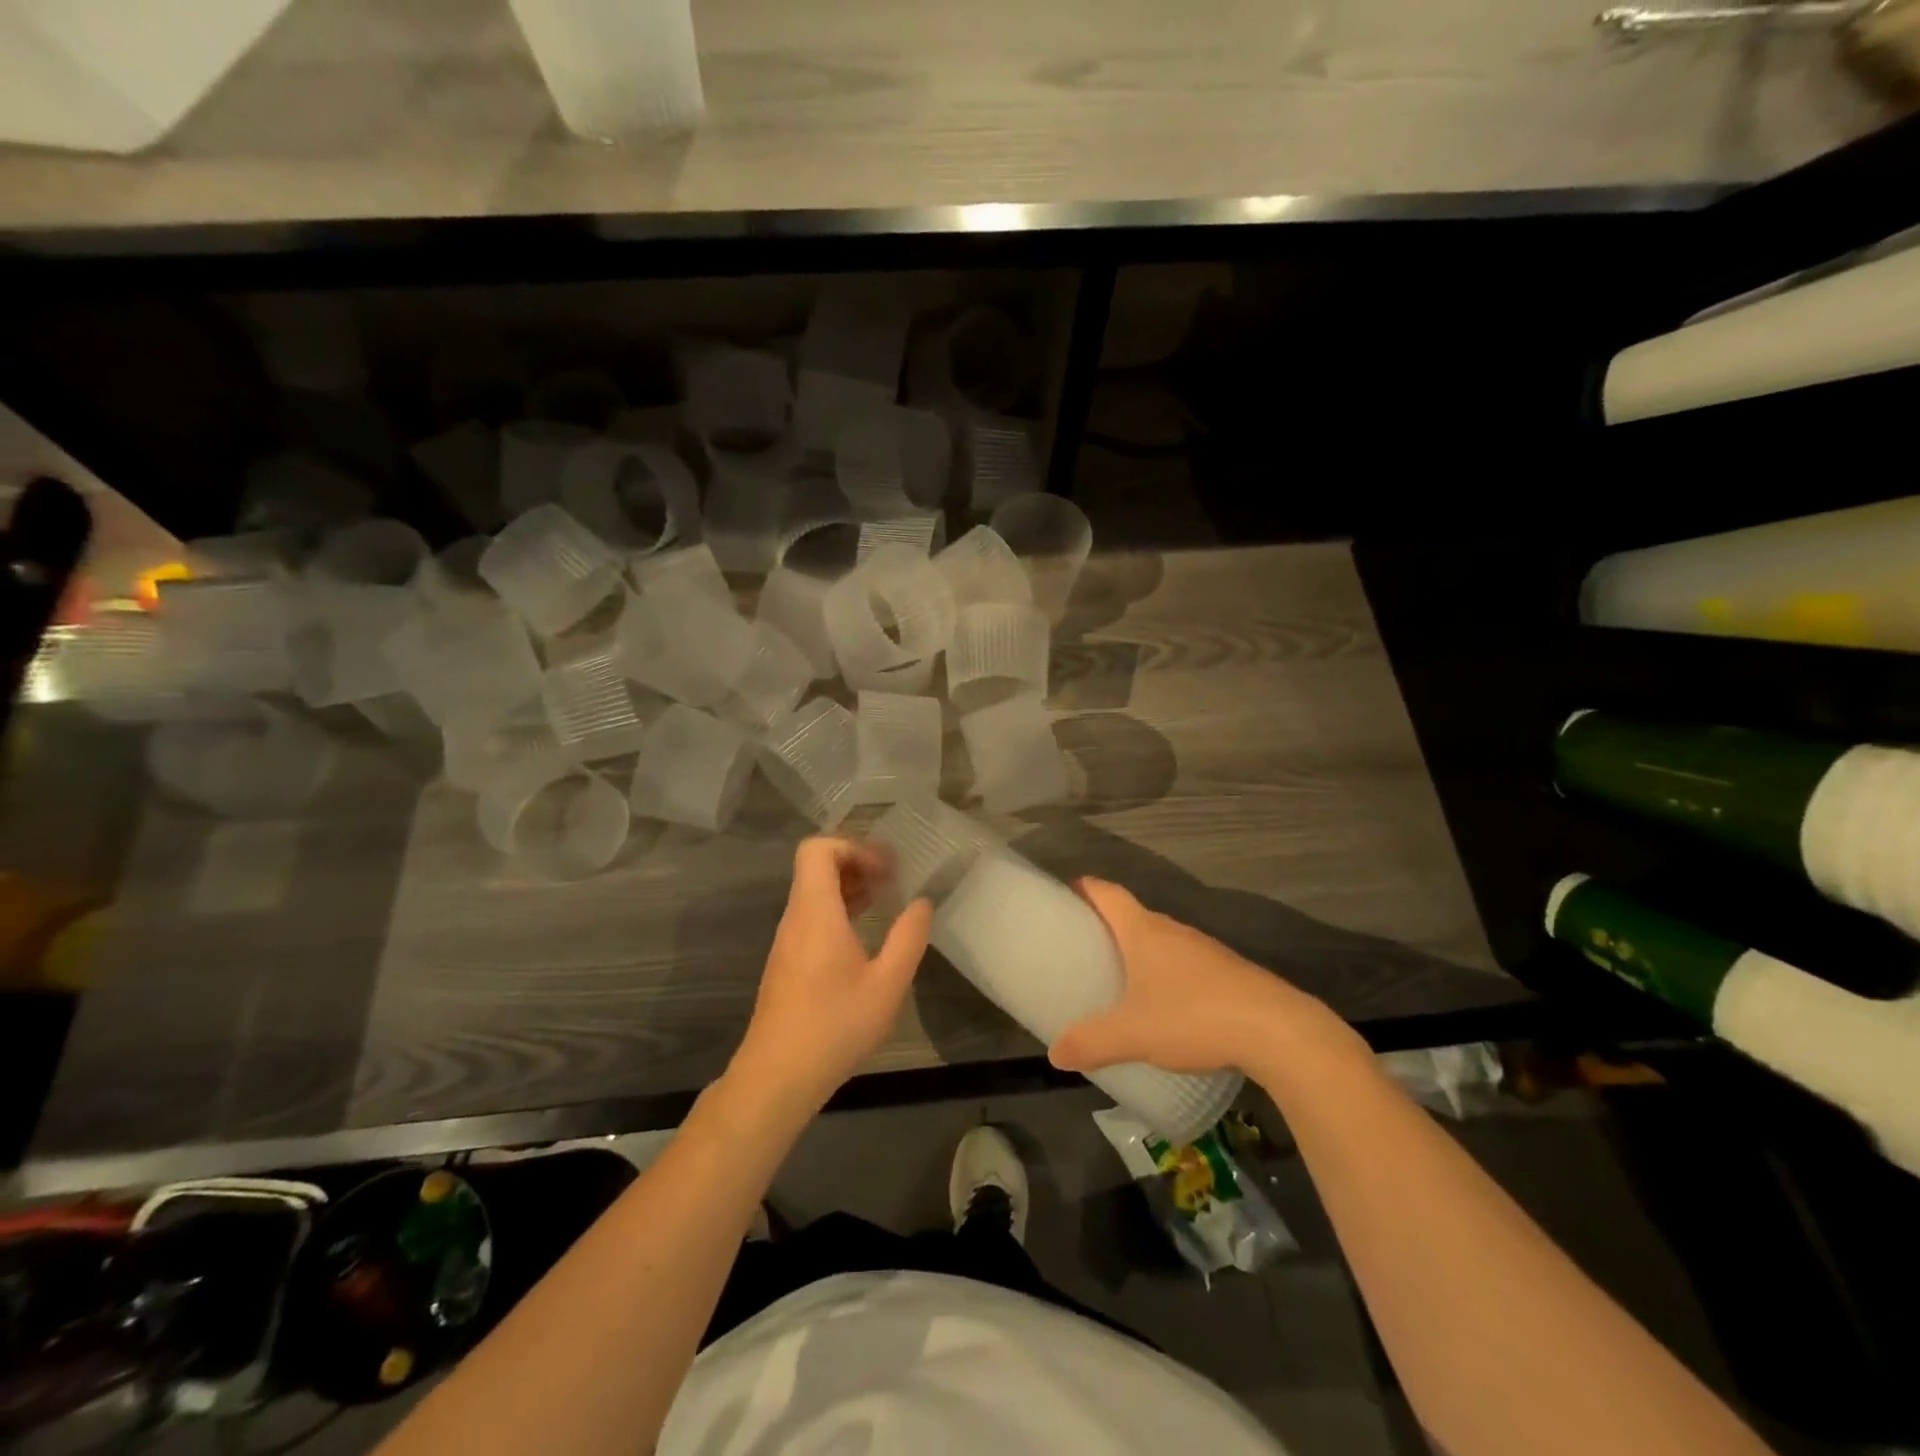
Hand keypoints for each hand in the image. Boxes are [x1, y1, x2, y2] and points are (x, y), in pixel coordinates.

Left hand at [731, 836, 932, 1109]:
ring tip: (884, 900)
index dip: (853, 847)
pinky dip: (838, 910)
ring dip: (849, 887)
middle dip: (856, 862)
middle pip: (816, 866)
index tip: (885, 870)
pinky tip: (864, 935)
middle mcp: (796, 917)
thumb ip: (908, 937)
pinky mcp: (787, 961)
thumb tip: (922, 903)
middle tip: (892, 878)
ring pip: (813, 892)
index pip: (818, 849)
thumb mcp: (887, 984)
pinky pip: (811, 916)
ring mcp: (788, 940)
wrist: (777, 1076)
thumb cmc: (834, 1026)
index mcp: (816, 911)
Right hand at [1049, 878, 1356, 1076]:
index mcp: (1144, 931)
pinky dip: (1167, 974)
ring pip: (1162, 941)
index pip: (1108, 893)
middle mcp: (1173, 930)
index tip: (1066, 894)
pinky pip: (1185, 963)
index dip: (1086, 889)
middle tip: (1084, 948)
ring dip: (1140, 952)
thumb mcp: (1133, 1034)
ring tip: (1119, 978)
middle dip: (1108, 926)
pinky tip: (1165, 1005)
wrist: (1277, 1030)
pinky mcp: (1228, 973)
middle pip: (1133, 915)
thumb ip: (1092, 1042)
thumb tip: (1055, 1055)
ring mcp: (1204, 950)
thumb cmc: (1194, 1016)